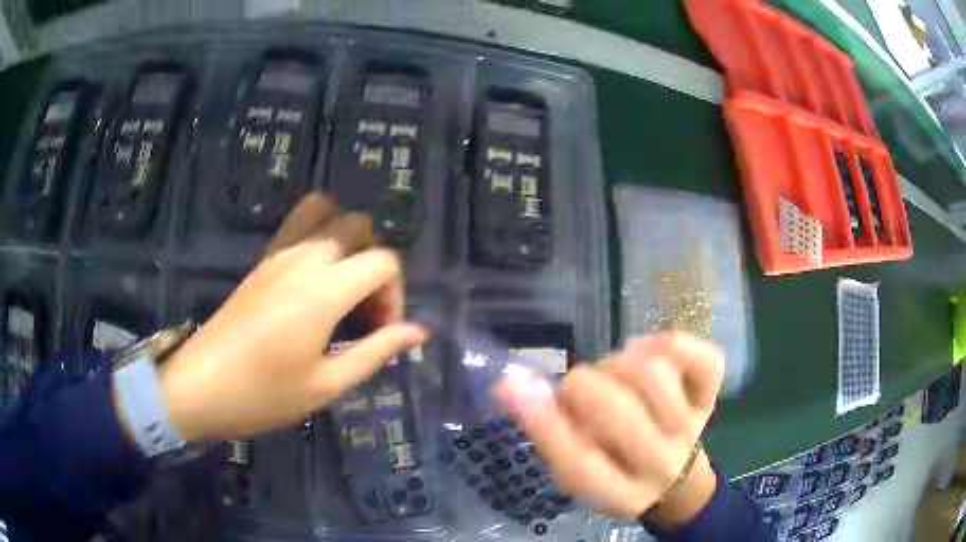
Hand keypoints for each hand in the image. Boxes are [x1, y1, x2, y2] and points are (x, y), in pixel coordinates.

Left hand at [150, 194, 427, 441]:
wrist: (200, 385)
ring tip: (340, 287)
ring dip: (345, 241)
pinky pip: (298, 224)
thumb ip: (376, 351)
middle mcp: (304, 257)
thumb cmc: (264, 394)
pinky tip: (312, 282)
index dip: (395, 295)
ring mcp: (278, 253)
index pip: (384, 261)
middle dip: (373, 263)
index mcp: (324, 289)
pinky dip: (318, 236)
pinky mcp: (261, 260)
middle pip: (358, 226)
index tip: (380, 332)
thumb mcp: (327, 384)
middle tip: (361, 311)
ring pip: (326, 213)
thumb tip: (419, 332)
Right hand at [494, 332, 724, 526]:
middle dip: (581, 388)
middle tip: (578, 390)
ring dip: (618, 365)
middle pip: (619, 412)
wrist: (676, 481)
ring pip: (654, 375)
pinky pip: (704, 358)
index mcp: (621, 494)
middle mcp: (661, 463)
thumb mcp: (576, 472)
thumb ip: (549, 432)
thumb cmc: (616, 474)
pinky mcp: (710, 396)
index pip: (581, 464)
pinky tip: (646, 350)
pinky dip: (670, 343)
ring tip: (611, 374)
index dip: (545, 421)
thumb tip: (514, 383)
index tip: (512, 384)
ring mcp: (693, 426)